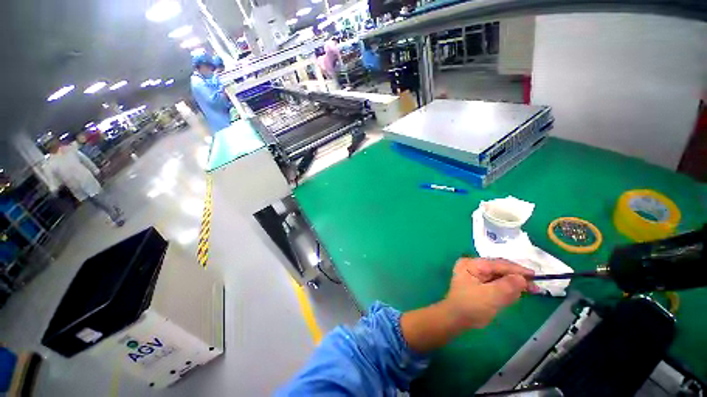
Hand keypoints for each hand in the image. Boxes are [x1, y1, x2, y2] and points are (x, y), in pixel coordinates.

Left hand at [441, 258, 535, 329]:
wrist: (456, 318)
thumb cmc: (472, 305)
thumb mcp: (492, 295)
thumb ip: (508, 285)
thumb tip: (522, 278)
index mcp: (472, 263)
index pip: (499, 263)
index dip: (518, 270)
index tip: (536, 277)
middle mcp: (473, 265)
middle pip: (500, 269)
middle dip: (515, 279)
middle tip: (533, 289)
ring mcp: (474, 274)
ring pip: (499, 277)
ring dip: (510, 286)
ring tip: (517, 296)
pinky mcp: (478, 283)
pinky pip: (495, 284)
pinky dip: (504, 290)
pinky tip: (509, 298)